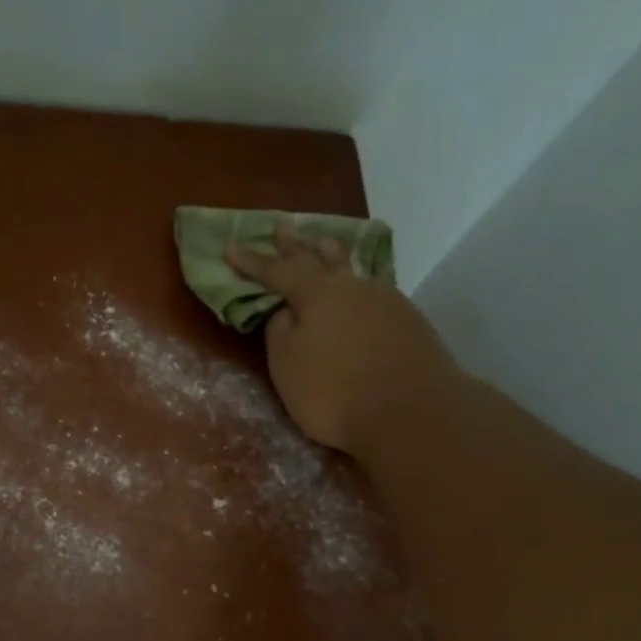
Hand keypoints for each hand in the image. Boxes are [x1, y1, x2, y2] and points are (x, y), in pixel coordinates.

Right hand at [226, 229, 462, 458]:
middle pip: (319, 260)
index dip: (252, 261)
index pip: (276, 271)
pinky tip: (360, 290)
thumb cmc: (334, 391)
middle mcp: (353, 287)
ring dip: (334, 257)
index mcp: (317, 294)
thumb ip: (280, 332)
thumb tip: (288, 311)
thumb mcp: (287, 365)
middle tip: (283, 227)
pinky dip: (358, 286)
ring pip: (352, 271)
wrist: (411, 413)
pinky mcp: (409, 322)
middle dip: (296, 246)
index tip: (229, 246)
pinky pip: (374, 292)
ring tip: (326, 244)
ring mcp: (387, 301)